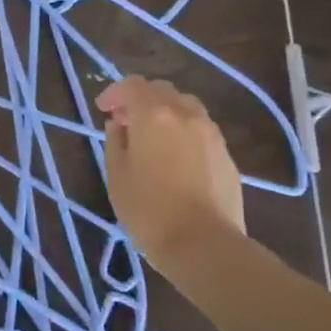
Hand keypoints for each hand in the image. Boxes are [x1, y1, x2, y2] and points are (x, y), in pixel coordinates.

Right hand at [96, 77, 245, 257]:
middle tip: (126, 122)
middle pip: (161, 90)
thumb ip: (115, 142)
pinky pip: (201, 128)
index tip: (104, 110)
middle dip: (140, 99)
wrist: (205, 245)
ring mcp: (210, 133)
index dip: (114, 93)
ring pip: (185, 106)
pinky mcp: (226, 154)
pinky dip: (184, 130)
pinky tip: (176, 156)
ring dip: (165, 111)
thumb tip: (118, 125)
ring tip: (153, 137)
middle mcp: (185, 114)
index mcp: (154, 115)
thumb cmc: (149, 211)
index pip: (132, 85)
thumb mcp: (117, 176)